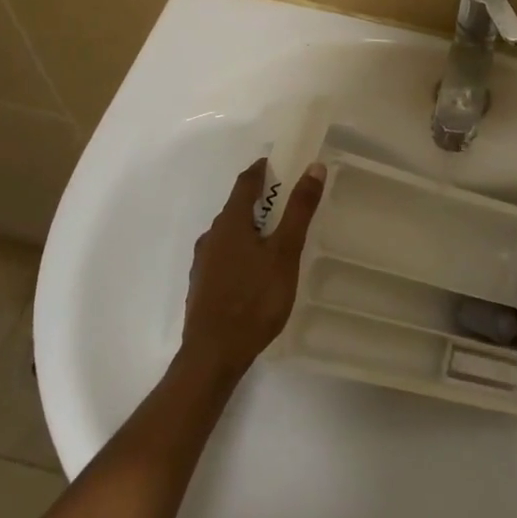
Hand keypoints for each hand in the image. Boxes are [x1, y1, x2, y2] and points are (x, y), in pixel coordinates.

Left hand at [179, 157, 326, 385]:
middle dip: (261, 200)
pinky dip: (243, 251)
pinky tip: (258, 272)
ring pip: (231, 234)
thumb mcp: (285, 252)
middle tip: (290, 203)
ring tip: (278, 238)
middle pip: (237, 207)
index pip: (246, 182)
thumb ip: (299, 210)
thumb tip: (313, 167)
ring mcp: (204, 263)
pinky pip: (225, 256)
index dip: (263, 169)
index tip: (282, 163)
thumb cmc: (254, 299)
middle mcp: (212, 236)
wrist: (214, 354)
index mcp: (230, 223)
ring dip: (252, 228)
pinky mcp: (203, 286)